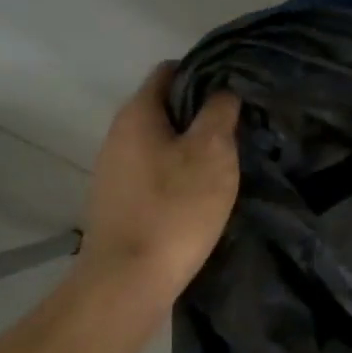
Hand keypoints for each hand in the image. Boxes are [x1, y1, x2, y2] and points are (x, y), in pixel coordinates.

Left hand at [79, 64, 240, 298]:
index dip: (203, 73)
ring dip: (190, 146)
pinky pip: (153, 171)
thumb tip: (222, 92)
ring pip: (160, 141)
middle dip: (200, 113)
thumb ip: (219, 111)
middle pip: (164, 107)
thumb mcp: (212, 152)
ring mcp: (114, 170)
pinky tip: (199, 194)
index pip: (169, 70)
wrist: (127, 281)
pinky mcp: (118, 200)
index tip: (234, 90)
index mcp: (138, 113)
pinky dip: (177, 173)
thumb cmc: (174, 208)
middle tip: (237, 128)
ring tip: (224, 162)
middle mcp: (118, 134)